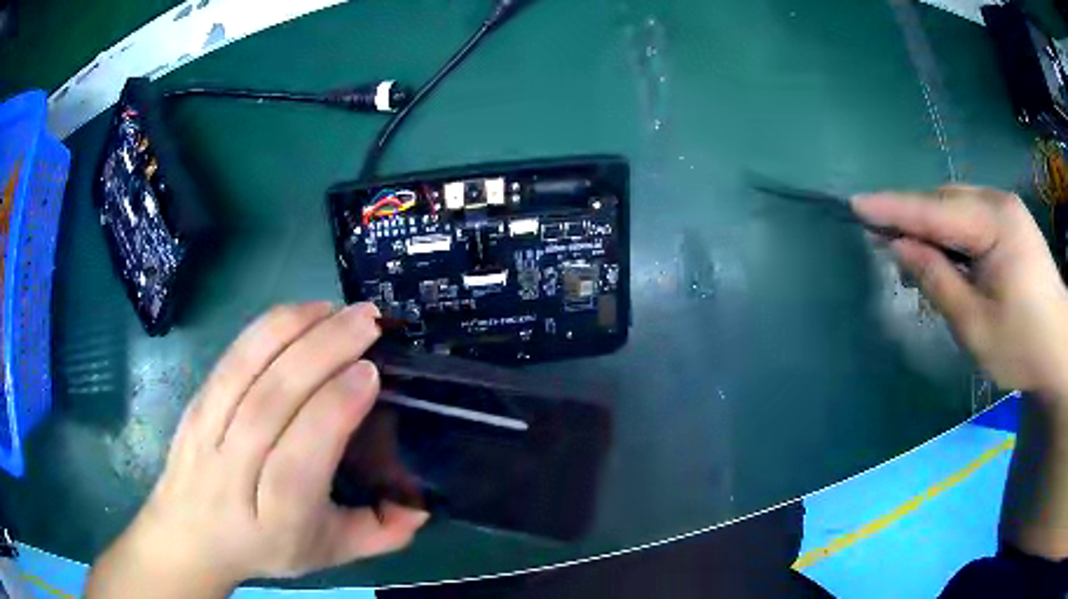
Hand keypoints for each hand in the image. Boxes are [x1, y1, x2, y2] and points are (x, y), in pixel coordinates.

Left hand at [86, 303, 427, 597]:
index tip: (371, 371)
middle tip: (367, 320)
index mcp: (275, 521)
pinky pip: (229, 359)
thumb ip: (380, 535)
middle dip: (322, 352)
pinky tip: (298, 313)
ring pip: (245, 371)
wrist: (191, 534)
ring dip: (293, 329)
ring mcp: (205, 434)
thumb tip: (424, 503)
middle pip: (269, 403)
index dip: (332, 410)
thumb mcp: (330, 553)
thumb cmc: (267, 547)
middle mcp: (232, 475)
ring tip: (337, 308)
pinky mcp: (194, 405)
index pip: (297, 461)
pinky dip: (264, 329)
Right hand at [853, 187, 1067, 402]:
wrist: (1059, 349)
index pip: (935, 210)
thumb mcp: (976, 326)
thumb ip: (938, 281)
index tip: (856, 203)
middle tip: (882, 242)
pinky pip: (970, 215)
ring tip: (911, 255)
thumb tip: (901, 247)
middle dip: (912, 218)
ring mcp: (1006, 208)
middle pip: (944, 201)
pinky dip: (950, 232)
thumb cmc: (1022, 346)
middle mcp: (999, 202)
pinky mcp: (1010, 220)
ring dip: (931, 227)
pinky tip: (944, 254)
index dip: (894, 208)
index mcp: (995, 224)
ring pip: (956, 206)